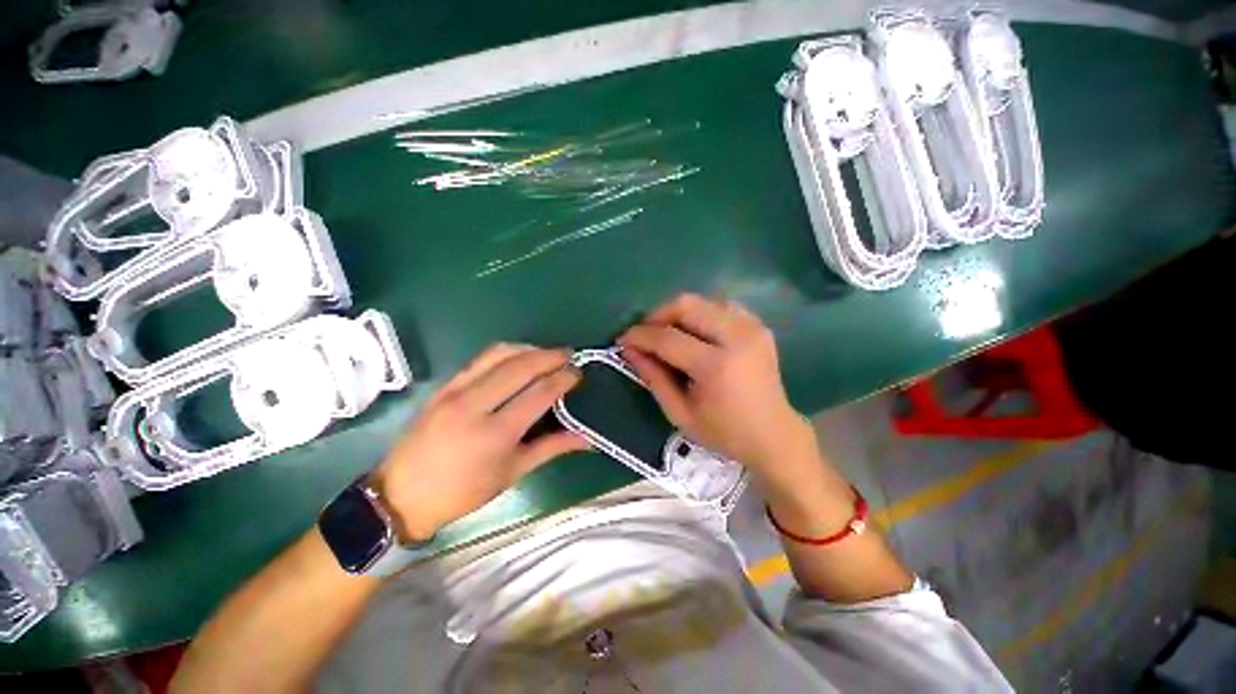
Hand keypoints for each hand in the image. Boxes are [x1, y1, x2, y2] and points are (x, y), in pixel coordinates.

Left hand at [370, 344, 588, 541]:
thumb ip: (552, 448)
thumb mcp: (512, 473)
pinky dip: (506, 352)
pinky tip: (519, 356)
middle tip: (569, 355)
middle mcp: (476, 405)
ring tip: (547, 353)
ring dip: (529, 348)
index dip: (563, 378)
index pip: (539, 393)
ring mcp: (456, 391)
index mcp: (496, 433)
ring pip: (500, 354)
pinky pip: (481, 358)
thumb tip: (587, 438)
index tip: (578, 373)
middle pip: (522, 366)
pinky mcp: (444, 385)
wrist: (402, 494)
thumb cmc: (463, 492)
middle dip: (551, 356)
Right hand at [617, 293, 810, 471]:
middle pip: (686, 305)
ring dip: (677, 314)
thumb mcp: (680, 413)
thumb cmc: (724, 432)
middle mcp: (737, 337)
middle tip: (644, 334)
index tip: (622, 339)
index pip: (668, 338)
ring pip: (702, 301)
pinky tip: (694, 334)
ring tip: (666, 334)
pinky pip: (720, 306)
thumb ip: (653, 377)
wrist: (774, 435)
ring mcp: (751, 327)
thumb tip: (629, 350)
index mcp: (717, 366)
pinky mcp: (757, 325)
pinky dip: (700, 315)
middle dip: (656, 315)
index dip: (640, 336)